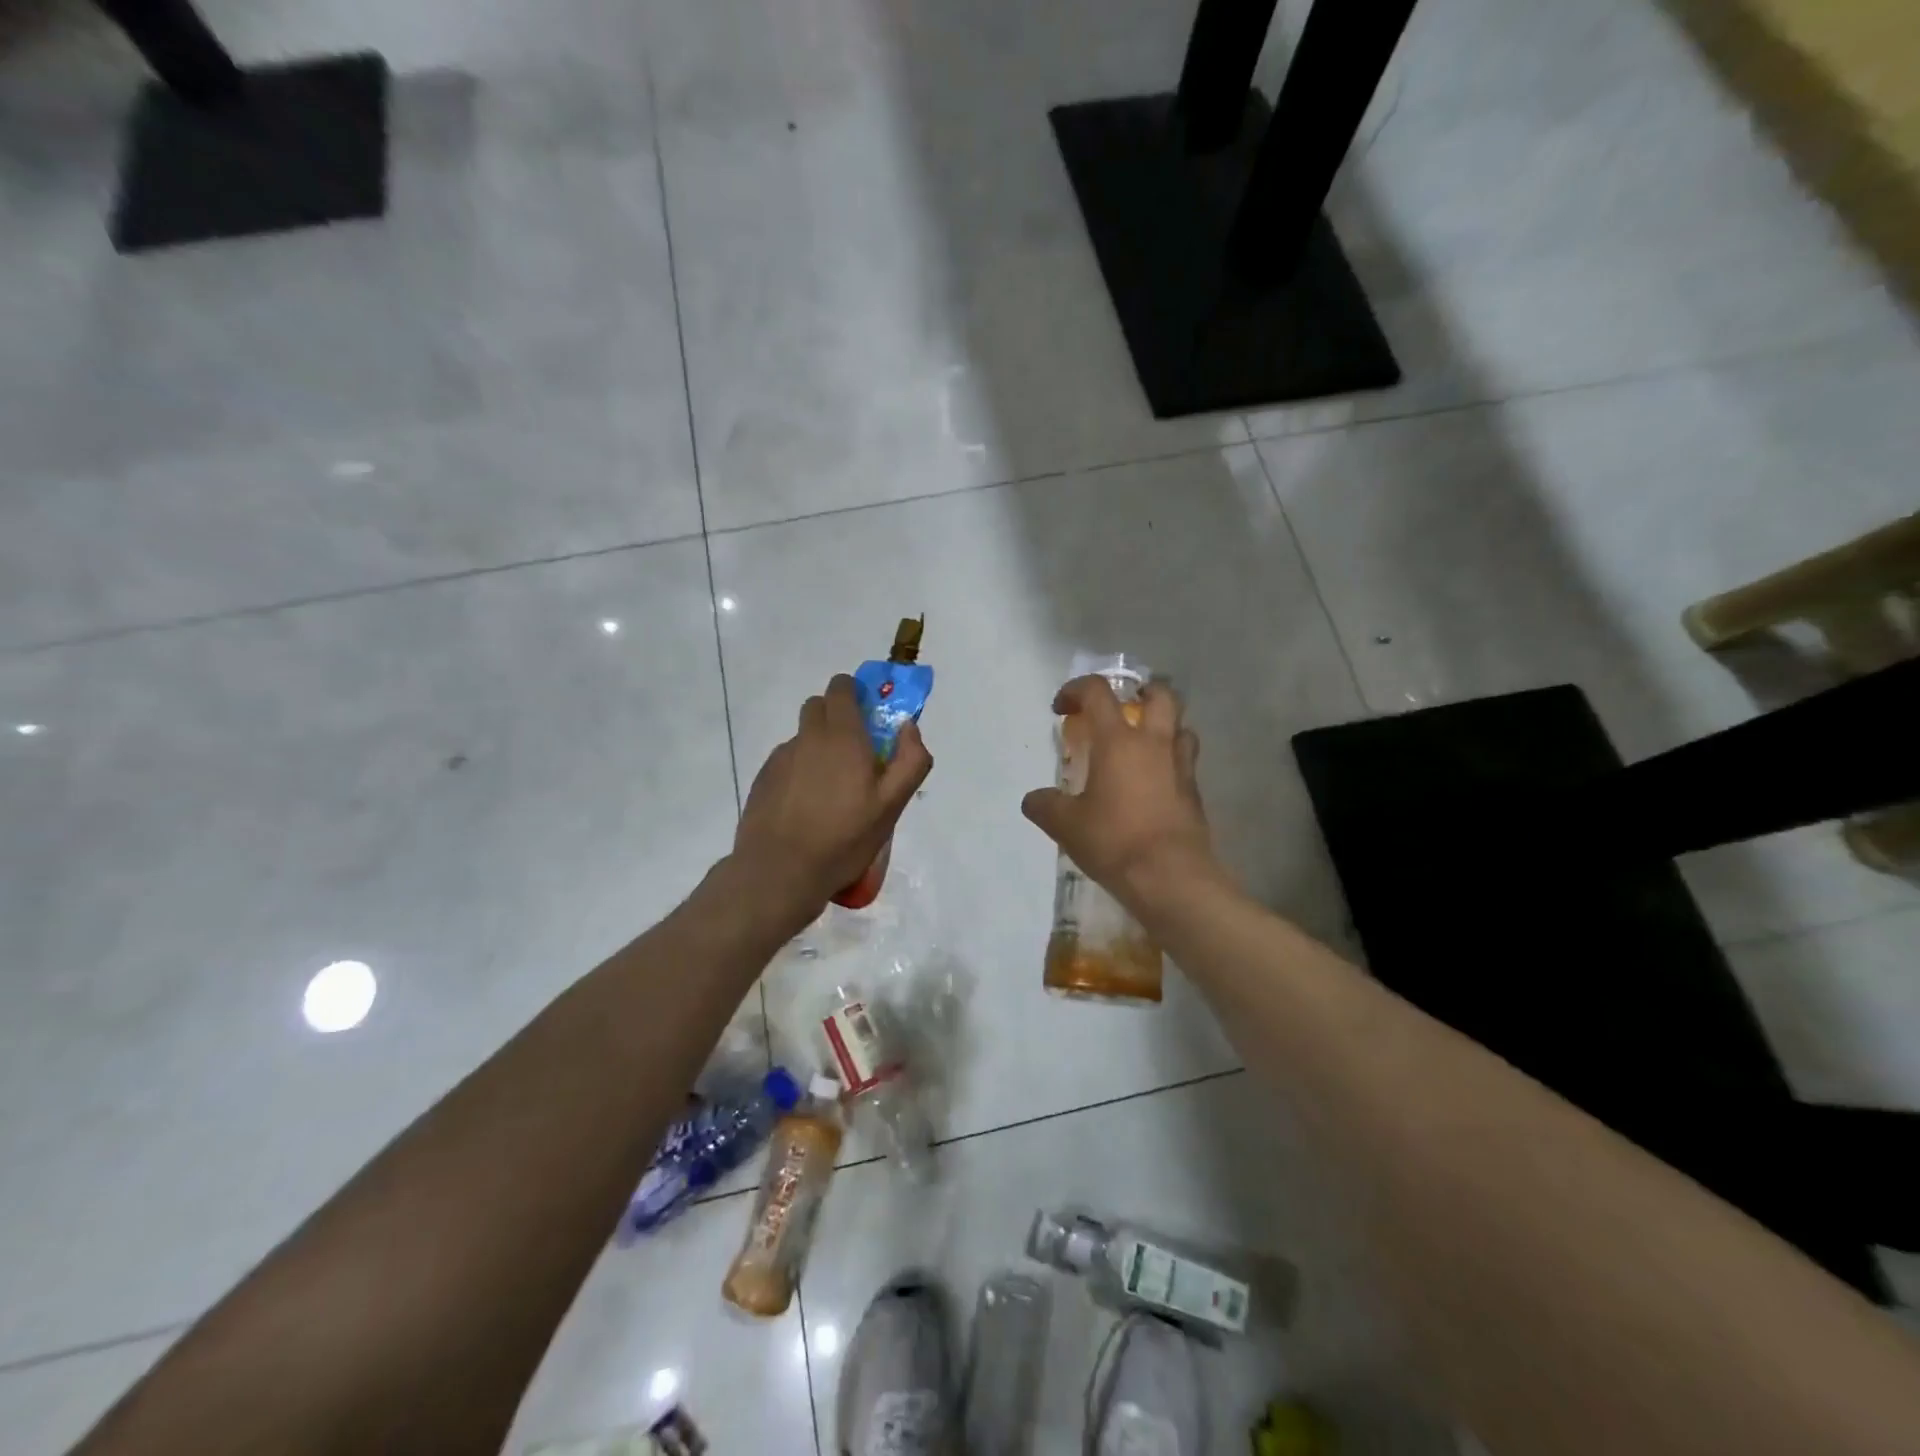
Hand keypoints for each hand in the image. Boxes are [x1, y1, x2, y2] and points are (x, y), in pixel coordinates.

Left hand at [734, 675, 933, 914]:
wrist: (780, 872)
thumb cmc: (844, 838)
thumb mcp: (891, 806)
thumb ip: (910, 760)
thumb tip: (909, 727)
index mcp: (842, 736)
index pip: (842, 688)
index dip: (856, 694)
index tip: (870, 718)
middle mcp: (808, 738)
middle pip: (819, 706)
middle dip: (838, 717)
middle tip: (856, 754)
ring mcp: (781, 758)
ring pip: (804, 736)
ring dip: (819, 747)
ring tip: (832, 790)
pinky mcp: (763, 779)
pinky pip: (788, 761)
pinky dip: (801, 770)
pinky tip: (808, 806)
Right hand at [1021, 675, 1220, 913]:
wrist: (1170, 876)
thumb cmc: (1114, 840)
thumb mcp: (1066, 825)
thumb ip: (1046, 806)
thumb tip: (1034, 800)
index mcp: (1118, 741)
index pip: (1098, 692)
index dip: (1076, 690)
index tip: (1061, 709)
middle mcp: (1154, 743)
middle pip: (1159, 695)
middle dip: (1139, 691)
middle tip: (1122, 707)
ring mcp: (1180, 766)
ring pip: (1180, 726)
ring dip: (1163, 725)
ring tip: (1142, 744)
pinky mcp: (1194, 792)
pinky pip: (1185, 761)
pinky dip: (1170, 760)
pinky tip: (1154, 783)